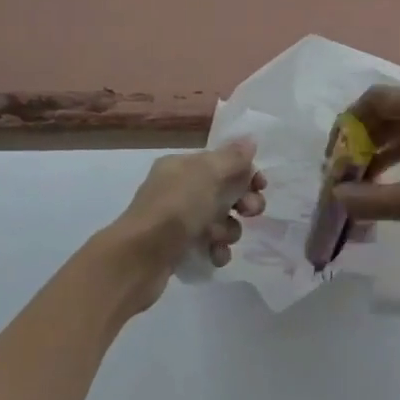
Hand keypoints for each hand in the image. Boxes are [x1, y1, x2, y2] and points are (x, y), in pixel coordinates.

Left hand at [104, 139, 267, 311]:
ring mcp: (177, 220)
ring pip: (219, 221)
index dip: (245, 172)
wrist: (137, 259)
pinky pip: (208, 245)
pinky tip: (214, 256)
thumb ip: (232, 157)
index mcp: (182, 166)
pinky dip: (216, 250)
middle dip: (243, 202)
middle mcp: (179, 189)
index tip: (261, 186)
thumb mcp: (207, 174)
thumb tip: (250, 140)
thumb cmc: (175, 208)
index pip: (222, 162)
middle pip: (224, 191)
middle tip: (251, 212)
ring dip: (229, 230)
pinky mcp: (178, 248)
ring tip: (220, 238)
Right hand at [334, 87, 399, 261]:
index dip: (350, 124)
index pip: (379, 99)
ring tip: (364, 179)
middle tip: (346, 169)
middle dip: (366, 139)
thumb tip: (336, 196)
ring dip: (386, 148)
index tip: (335, 154)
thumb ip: (370, 199)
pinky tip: (395, 177)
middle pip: (396, 110)